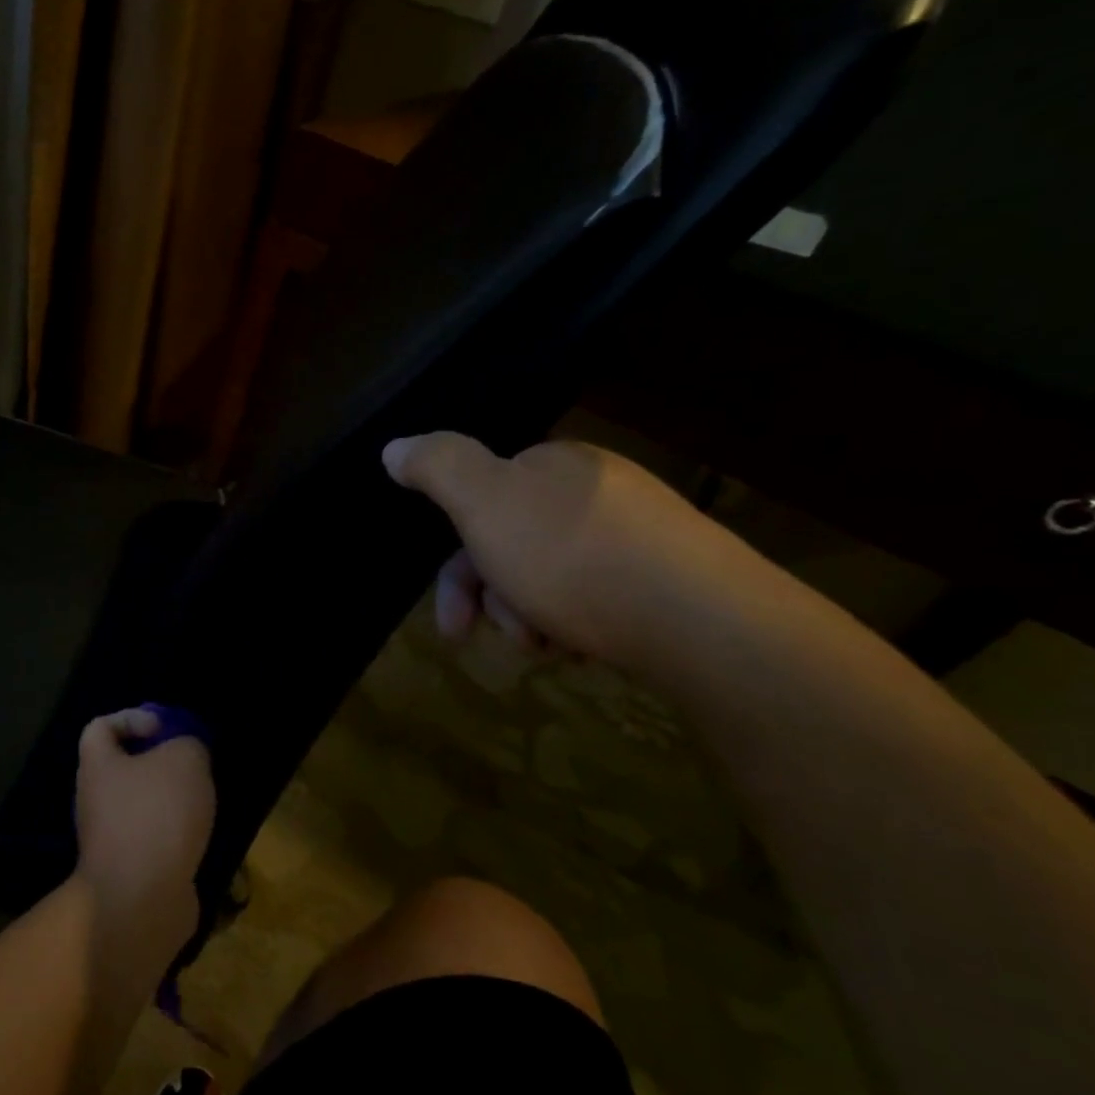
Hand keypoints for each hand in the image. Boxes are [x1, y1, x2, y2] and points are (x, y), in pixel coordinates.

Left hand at [74, 710, 215, 957]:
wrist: (142, 900)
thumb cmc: (157, 814)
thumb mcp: (185, 759)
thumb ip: (188, 743)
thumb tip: (186, 753)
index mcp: (97, 766)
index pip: (100, 727)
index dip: (132, 718)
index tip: (164, 728)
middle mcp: (94, 799)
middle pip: (121, 767)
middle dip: (157, 762)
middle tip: (190, 765)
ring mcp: (108, 838)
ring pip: (138, 805)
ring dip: (168, 800)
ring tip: (200, 801)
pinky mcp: (128, 869)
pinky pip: (150, 838)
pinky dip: (173, 834)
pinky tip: (197, 836)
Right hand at [382, 434, 766, 674]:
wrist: (699, 619)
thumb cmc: (573, 556)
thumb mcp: (484, 501)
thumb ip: (437, 467)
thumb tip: (394, 445)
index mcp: (554, 466)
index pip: (483, 506)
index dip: (459, 568)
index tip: (454, 622)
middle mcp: (596, 492)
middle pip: (514, 548)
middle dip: (498, 600)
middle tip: (509, 641)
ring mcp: (639, 536)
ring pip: (551, 581)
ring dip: (533, 619)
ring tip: (551, 648)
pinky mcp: (670, 581)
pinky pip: (598, 600)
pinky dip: (577, 626)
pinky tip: (584, 649)